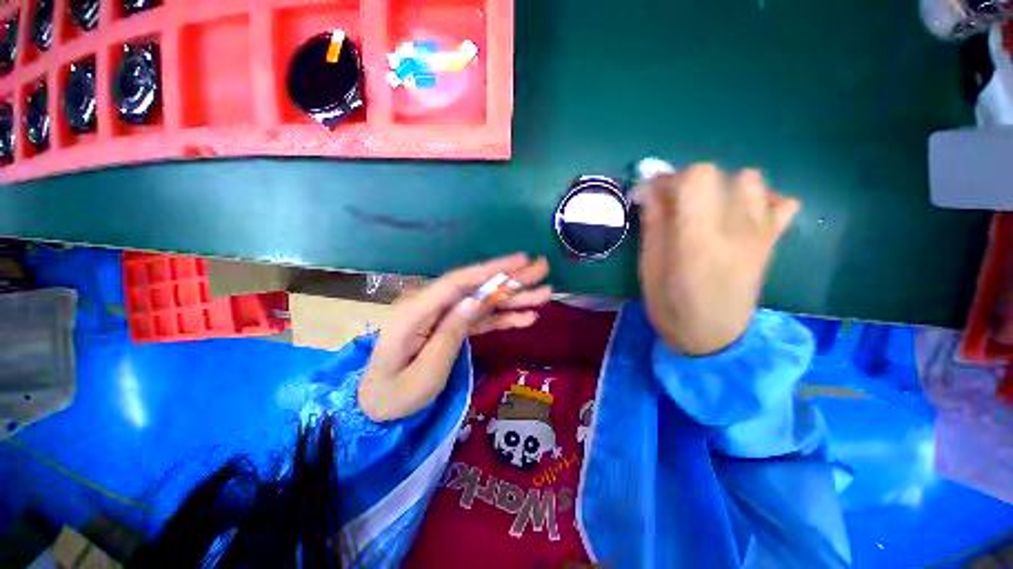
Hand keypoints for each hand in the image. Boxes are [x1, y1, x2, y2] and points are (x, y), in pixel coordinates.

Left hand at [359, 254, 550, 421]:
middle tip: (542, 269)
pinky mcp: (452, 326)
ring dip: (513, 298)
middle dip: (510, 278)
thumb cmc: (396, 394)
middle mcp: (431, 305)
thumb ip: (451, 331)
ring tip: (544, 294)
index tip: (521, 259)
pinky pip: (480, 319)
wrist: (378, 405)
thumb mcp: (426, 370)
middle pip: (475, 287)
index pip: (458, 282)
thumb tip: (478, 299)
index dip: (491, 269)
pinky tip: (525, 317)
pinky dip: (502, 318)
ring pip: (483, 302)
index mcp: (416, 310)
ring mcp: (443, 315)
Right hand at [636, 164, 799, 354]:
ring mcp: (759, 233)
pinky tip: (741, 215)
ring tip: (704, 209)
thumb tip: (649, 190)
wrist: (714, 338)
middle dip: (685, 182)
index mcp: (698, 239)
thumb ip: (653, 225)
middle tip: (669, 204)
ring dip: (721, 186)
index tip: (648, 195)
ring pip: (749, 179)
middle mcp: (735, 229)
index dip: (667, 179)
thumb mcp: (649, 268)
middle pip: (717, 173)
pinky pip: (781, 202)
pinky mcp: (771, 241)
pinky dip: (760, 200)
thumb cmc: (670, 306)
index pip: (694, 178)